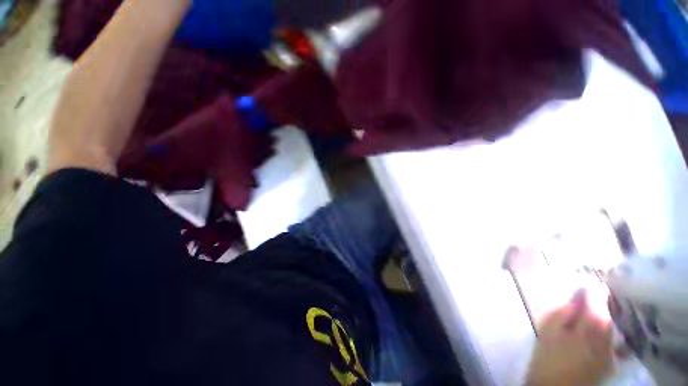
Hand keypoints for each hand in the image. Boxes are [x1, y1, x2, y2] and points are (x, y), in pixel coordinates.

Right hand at [525, 290, 613, 385]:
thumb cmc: (549, 356)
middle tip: (586, 292)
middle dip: (598, 300)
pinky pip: (611, 339)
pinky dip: (604, 331)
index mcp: (592, 324)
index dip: (592, 286)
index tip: (584, 279)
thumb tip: (577, 294)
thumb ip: (565, 310)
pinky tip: (595, 332)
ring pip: (610, 325)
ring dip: (602, 315)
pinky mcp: (609, 361)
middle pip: (607, 311)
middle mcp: (608, 335)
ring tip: (590, 309)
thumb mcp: (550, 329)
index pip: (598, 297)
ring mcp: (611, 350)